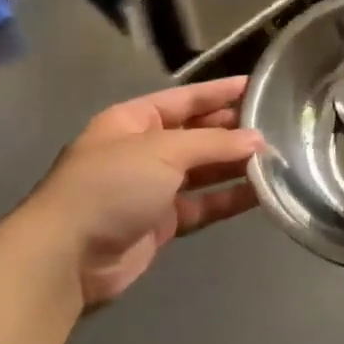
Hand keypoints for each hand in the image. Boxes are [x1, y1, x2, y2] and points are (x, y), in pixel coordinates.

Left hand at [14, 77, 262, 307]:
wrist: (66, 257)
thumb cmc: (111, 186)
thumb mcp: (163, 151)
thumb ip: (213, 143)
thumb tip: (257, 140)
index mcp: (133, 121)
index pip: (185, 99)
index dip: (219, 92)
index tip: (257, 86)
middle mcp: (143, 150)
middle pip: (197, 134)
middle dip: (232, 130)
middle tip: (276, 125)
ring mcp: (152, 188)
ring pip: (204, 171)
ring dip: (236, 165)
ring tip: (277, 158)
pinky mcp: (162, 223)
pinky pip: (204, 204)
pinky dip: (229, 198)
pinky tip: (261, 192)